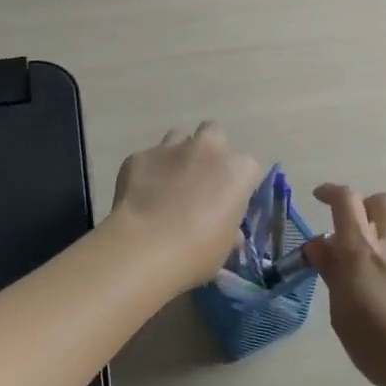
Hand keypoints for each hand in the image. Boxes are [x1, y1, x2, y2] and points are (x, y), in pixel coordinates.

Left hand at [110, 124, 261, 287]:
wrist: (145, 247)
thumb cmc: (197, 251)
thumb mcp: (224, 246)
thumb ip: (229, 228)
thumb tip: (229, 230)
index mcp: (237, 169)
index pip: (246, 168)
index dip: (236, 184)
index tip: (227, 202)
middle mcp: (207, 148)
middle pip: (214, 133)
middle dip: (209, 151)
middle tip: (200, 179)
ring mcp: (170, 148)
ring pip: (178, 138)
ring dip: (178, 156)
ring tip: (168, 184)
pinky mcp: (139, 156)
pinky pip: (147, 159)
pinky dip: (147, 172)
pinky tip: (141, 196)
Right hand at [305, 184, 385, 385]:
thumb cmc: (383, 348)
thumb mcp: (342, 316)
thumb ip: (332, 275)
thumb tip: (319, 246)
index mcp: (360, 250)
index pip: (346, 200)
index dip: (330, 192)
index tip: (318, 198)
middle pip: (379, 200)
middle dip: (361, 206)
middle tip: (347, 229)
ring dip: (384, 223)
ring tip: (373, 250)